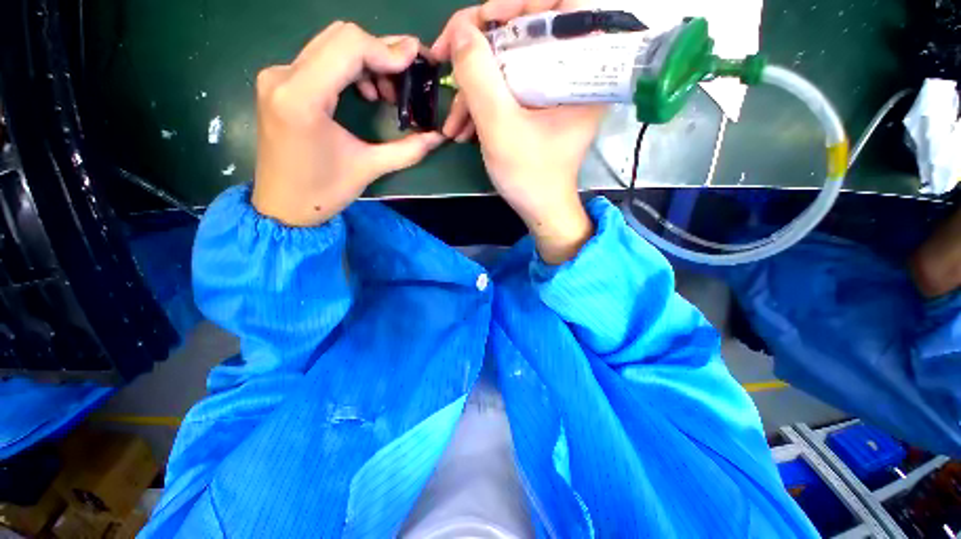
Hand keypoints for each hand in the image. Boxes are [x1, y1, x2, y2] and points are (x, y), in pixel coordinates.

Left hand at [253, 22, 444, 226]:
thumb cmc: (323, 192)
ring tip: (387, 92)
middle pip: (340, 37)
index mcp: (303, 97)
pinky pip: (320, 59)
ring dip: (366, 60)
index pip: (349, 46)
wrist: (282, 206)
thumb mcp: (369, 168)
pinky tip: (365, 92)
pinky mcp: (280, 83)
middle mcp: (284, 75)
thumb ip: (407, 150)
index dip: (387, 50)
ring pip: (330, 44)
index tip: (415, 62)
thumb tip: (438, 137)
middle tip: (406, 76)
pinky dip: (349, 67)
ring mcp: (278, 76)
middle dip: (380, 52)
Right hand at [431, 0, 605, 263]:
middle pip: (525, 35)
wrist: (539, 210)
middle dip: (482, 52)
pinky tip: (463, 128)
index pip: (561, 8)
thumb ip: (478, 76)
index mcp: (581, 72)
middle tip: (448, 63)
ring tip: (453, 122)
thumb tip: (461, 32)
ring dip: (475, 89)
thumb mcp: (500, 127)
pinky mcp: (538, 109)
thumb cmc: (529, 175)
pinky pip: (509, 90)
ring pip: (510, 66)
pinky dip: (484, 104)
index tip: (485, 20)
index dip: (520, 4)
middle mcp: (571, 75)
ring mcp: (553, 93)